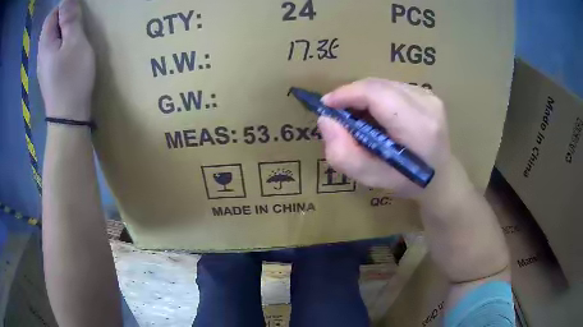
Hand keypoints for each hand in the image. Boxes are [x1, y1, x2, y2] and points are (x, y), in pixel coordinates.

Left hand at [38, 0, 94, 120]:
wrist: (68, 119)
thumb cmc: (72, 78)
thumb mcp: (75, 42)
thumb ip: (69, 20)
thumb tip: (66, 1)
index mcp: (45, 43)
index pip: (51, 15)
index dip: (63, 5)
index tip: (77, 6)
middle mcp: (41, 53)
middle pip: (50, 27)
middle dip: (64, 17)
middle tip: (79, 18)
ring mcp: (44, 66)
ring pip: (52, 39)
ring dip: (64, 30)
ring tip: (77, 32)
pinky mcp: (49, 75)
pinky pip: (54, 51)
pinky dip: (62, 43)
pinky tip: (71, 49)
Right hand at [318, 79, 450, 197]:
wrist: (441, 177)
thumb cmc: (408, 182)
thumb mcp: (372, 179)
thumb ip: (344, 154)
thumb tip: (326, 119)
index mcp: (418, 127)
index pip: (376, 94)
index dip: (347, 94)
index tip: (327, 105)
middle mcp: (427, 104)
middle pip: (377, 85)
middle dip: (352, 95)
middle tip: (340, 115)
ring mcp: (430, 95)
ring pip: (383, 84)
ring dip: (364, 96)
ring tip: (360, 118)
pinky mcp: (428, 92)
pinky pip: (392, 86)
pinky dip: (377, 96)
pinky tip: (378, 115)